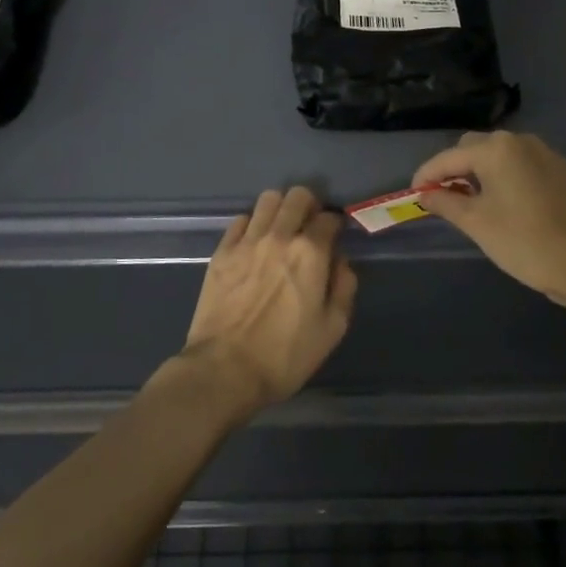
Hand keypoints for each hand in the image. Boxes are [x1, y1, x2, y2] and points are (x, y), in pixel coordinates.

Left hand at [177, 187, 356, 417]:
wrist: (225, 370)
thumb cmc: (285, 355)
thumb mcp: (332, 329)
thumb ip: (344, 286)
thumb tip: (340, 261)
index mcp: (310, 253)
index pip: (329, 218)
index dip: (336, 225)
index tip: (335, 237)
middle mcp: (279, 236)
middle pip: (298, 196)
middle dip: (310, 206)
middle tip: (309, 227)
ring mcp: (246, 241)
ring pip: (268, 199)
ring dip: (281, 208)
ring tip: (282, 229)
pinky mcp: (221, 252)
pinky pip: (241, 220)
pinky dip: (253, 225)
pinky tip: (255, 244)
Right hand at [413, 131, 565, 308]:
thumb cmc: (525, 243)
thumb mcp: (476, 224)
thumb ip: (445, 203)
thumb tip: (425, 195)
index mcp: (496, 149)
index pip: (449, 157)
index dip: (427, 175)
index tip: (414, 194)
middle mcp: (521, 141)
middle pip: (475, 148)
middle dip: (455, 169)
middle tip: (444, 198)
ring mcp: (547, 154)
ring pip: (502, 155)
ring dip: (482, 172)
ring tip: (474, 202)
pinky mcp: (564, 171)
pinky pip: (525, 166)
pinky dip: (508, 177)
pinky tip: (508, 204)